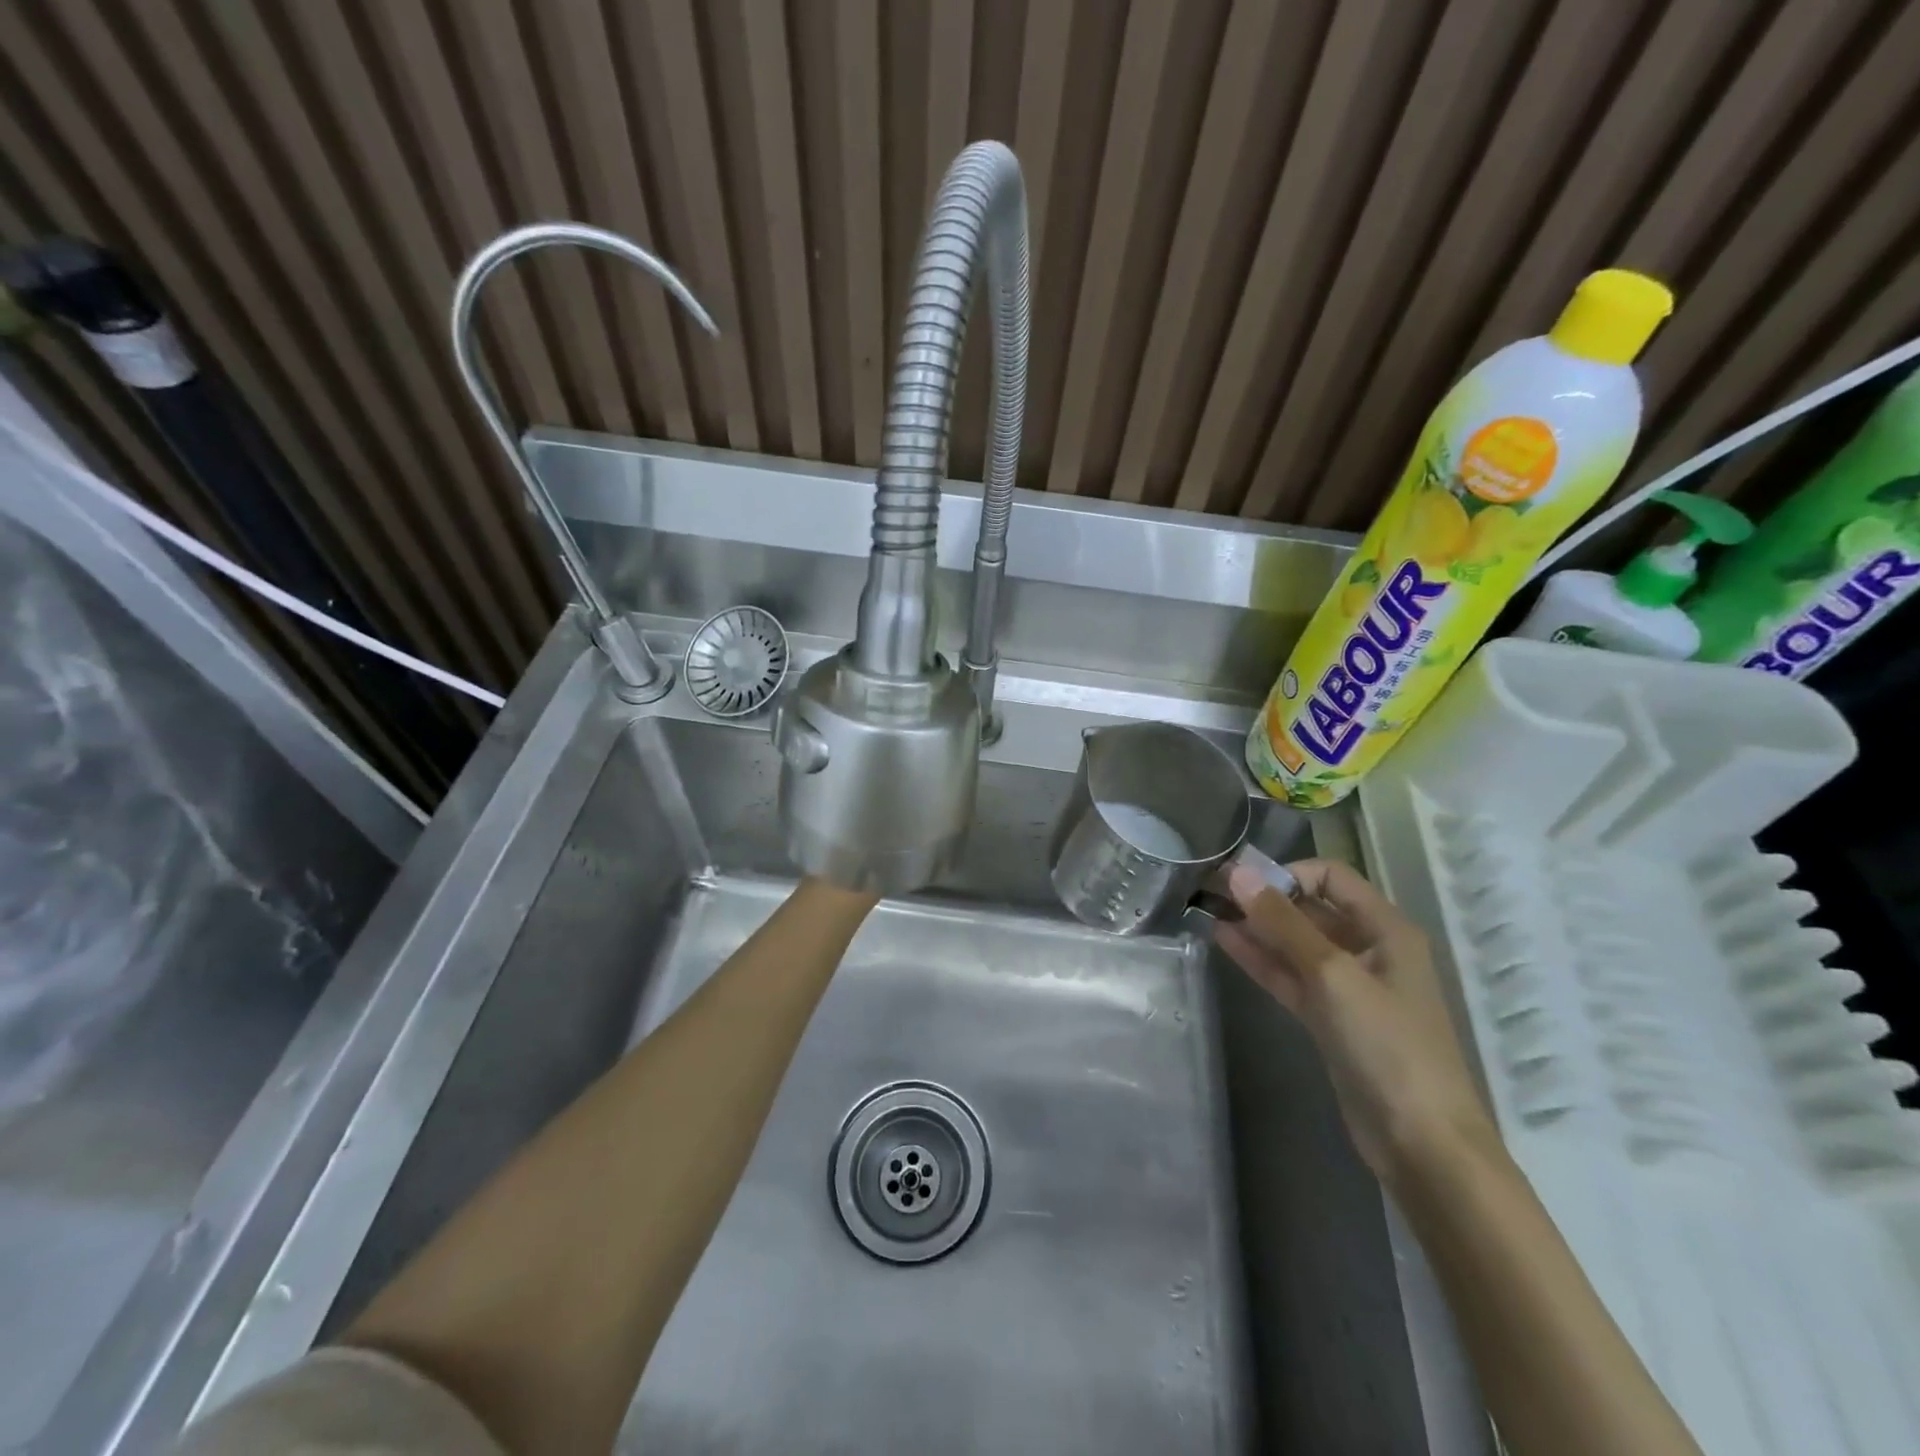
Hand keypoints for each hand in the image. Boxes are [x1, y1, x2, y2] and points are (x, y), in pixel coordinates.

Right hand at [1215, 858, 1501, 1188]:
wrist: (1421, 1142)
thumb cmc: (1387, 1045)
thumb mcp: (1332, 974)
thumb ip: (1283, 923)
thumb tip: (1237, 873)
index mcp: (1386, 930)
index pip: (1332, 877)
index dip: (1288, 873)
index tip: (1243, 882)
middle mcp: (1370, 950)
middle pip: (1312, 909)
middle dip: (1266, 899)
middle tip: (1213, 892)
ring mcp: (1349, 987)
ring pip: (1297, 945)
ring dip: (1258, 929)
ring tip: (1210, 912)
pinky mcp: (1331, 1019)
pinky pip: (1292, 977)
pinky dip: (1262, 960)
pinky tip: (1226, 943)